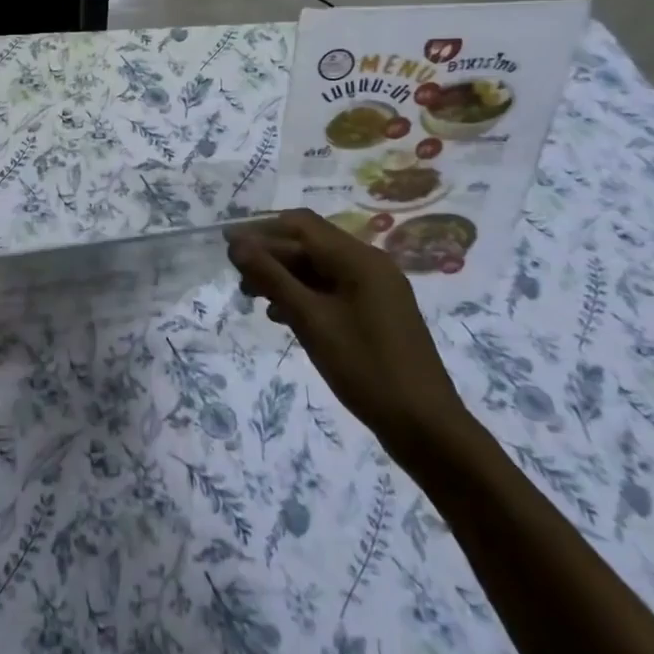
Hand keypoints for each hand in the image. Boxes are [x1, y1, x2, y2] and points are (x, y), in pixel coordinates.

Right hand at [227, 209, 471, 461]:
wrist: (426, 428)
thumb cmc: (365, 367)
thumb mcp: (311, 320)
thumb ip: (272, 277)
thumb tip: (237, 244)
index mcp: (358, 258)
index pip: (301, 225)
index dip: (261, 231)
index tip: (228, 247)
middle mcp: (369, 264)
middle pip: (310, 244)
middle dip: (271, 256)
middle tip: (238, 278)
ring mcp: (376, 290)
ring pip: (319, 269)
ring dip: (285, 276)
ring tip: (253, 297)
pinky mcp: (376, 314)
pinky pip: (332, 290)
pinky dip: (304, 295)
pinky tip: (281, 316)